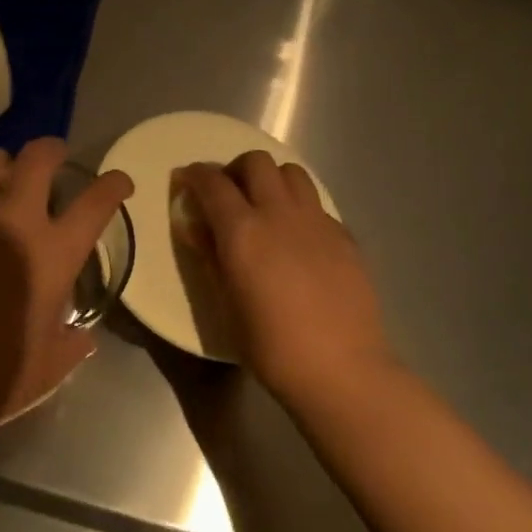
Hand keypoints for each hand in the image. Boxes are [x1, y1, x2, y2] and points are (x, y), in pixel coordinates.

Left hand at [0, 139, 133, 440]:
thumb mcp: (51, 367)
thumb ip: (71, 343)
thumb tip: (81, 336)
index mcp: (51, 256)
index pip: (94, 204)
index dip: (113, 184)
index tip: (118, 181)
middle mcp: (12, 227)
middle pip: (34, 161)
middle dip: (50, 148)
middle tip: (55, 153)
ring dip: (0, 161)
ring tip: (5, 172)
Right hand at [175, 152, 391, 402]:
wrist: (341, 369)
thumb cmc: (270, 345)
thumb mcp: (226, 302)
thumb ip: (210, 256)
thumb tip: (196, 227)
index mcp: (242, 231)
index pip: (213, 182)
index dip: (195, 175)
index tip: (186, 180)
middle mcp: (279, 214)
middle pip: (256, 162)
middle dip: (236, 170)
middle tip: (228, 195)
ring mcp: (317, 222)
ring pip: (292, 172)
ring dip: (271, 180)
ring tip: (265, 206)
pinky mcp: (344, 236)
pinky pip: (316, 203)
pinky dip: (299, 207)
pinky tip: (297, 238)